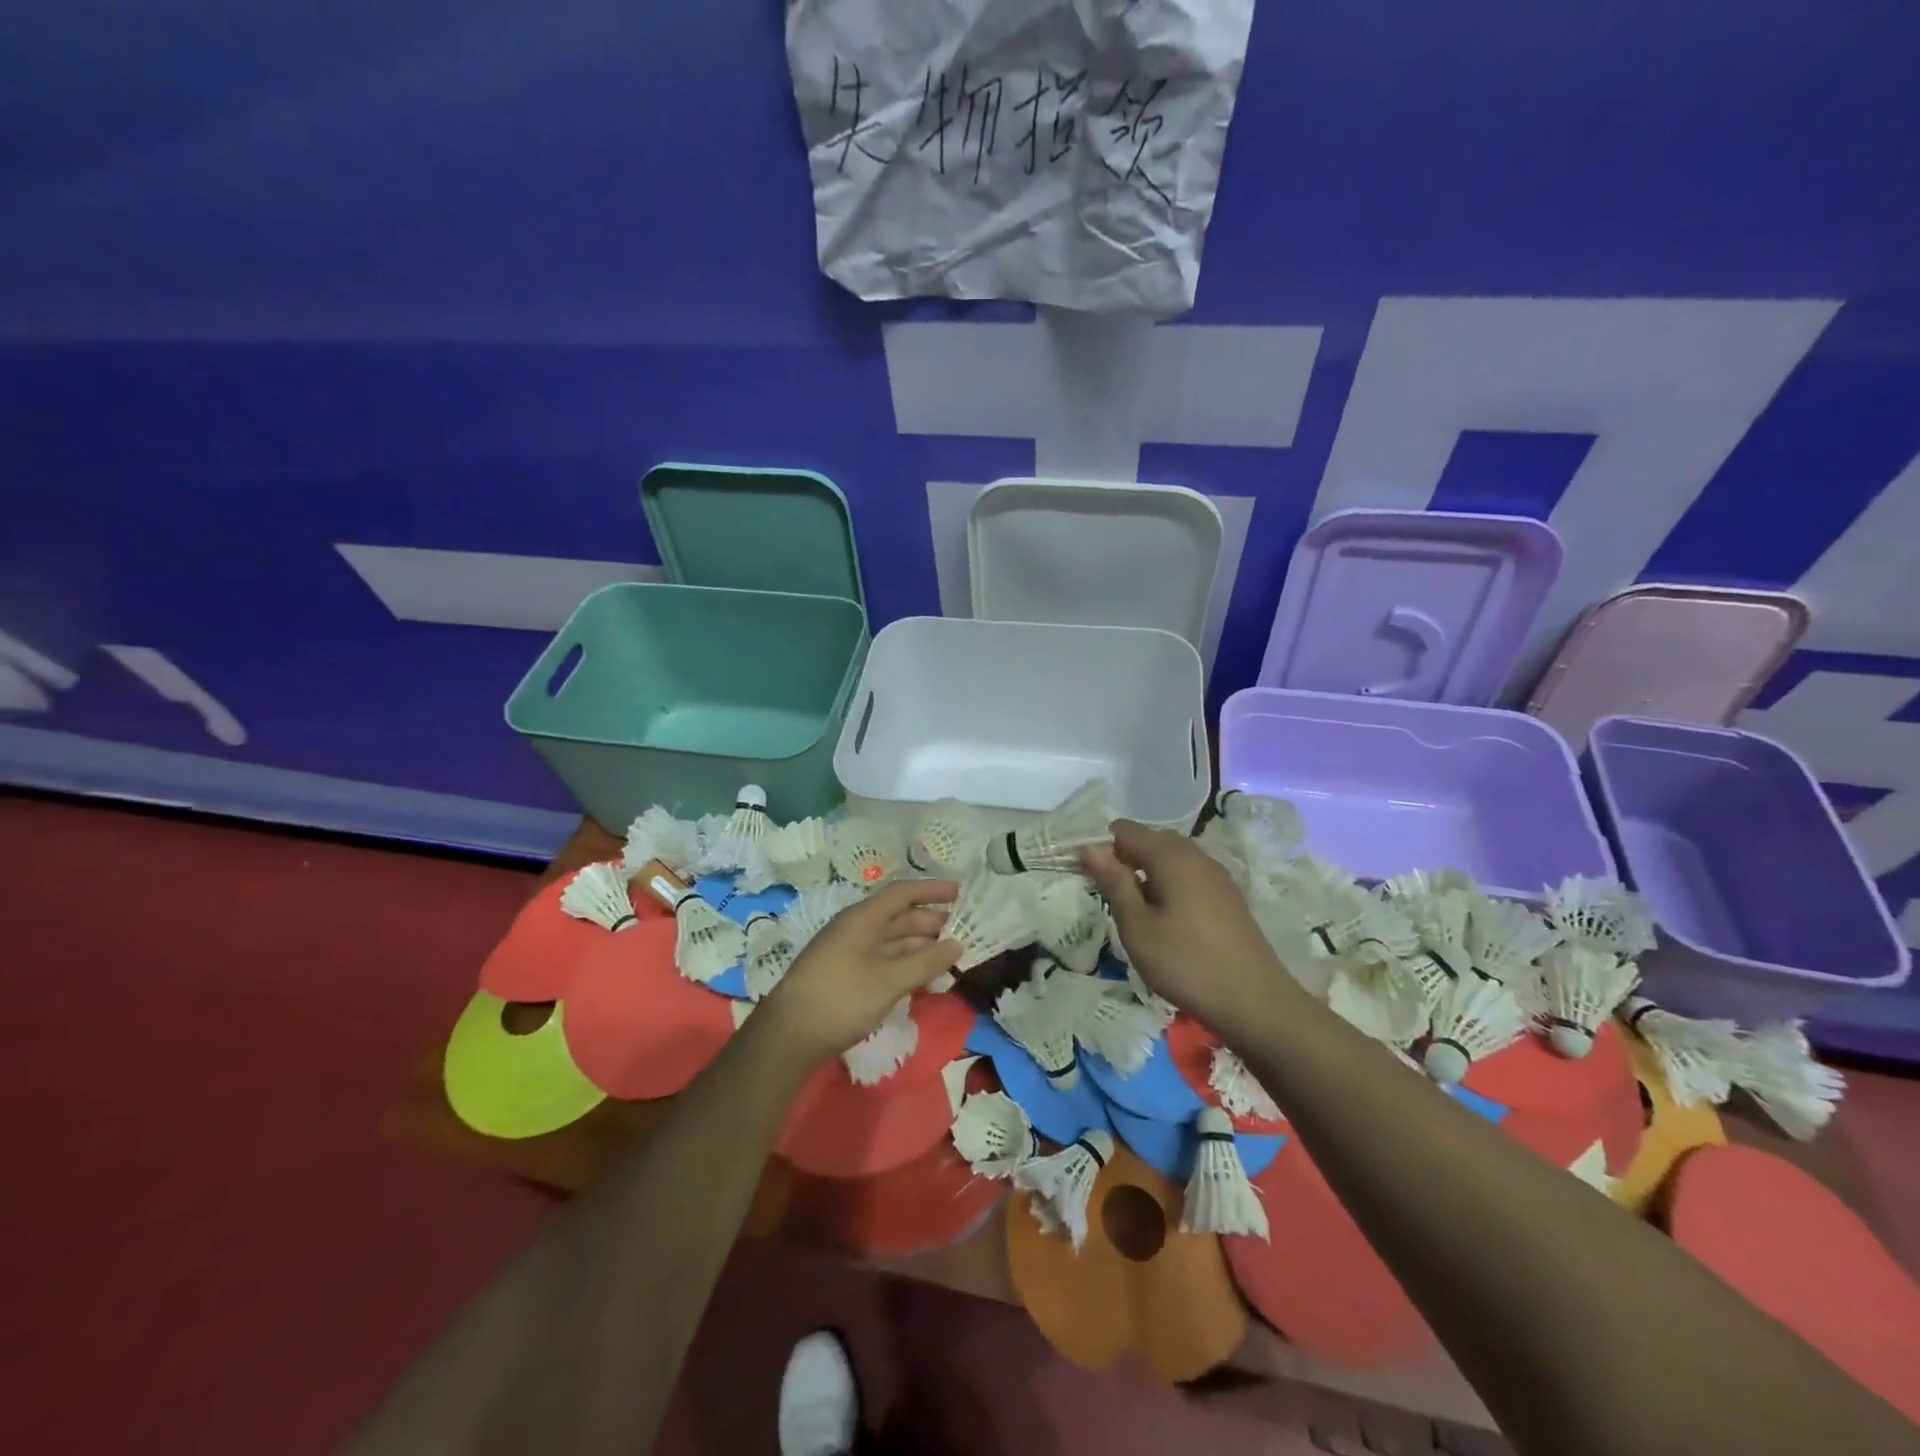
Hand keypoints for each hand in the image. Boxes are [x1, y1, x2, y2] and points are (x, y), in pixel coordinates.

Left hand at [755, 879, 962, 1071]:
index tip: (961, 893)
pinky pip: (884, 961)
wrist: (788, 1037)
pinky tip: (925, 980)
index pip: (903, 893)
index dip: (932, 890)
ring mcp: (849, 953)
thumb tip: (957, 944)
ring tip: (952, 958)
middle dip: (932, 923)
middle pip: (900, 918)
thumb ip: (926, 962)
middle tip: (965, 933)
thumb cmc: (841, 999)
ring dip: (922, 948)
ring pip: (893, 942)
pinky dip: (906, 966)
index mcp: (863, 918)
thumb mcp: (889, 980)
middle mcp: (856, 929)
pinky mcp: (846, 976)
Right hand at [1081, 820, 1294, 1038]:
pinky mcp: (1228, 897)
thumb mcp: (1137, 926)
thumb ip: (1114, 882)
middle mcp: (1196, 855)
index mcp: (1171, 855)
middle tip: (1105, 894)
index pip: (1124, 830)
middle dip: (1124, 858)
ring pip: (1171, 859)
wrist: (1255, 1001)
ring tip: (1132, 909)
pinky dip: (1169, 885)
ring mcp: (1217, 875)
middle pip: (1150, 840)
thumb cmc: (1186, 962)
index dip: (1100, 845)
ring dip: (1147, 873)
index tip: (1083, 874)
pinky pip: (1189, 876)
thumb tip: (1089, 847)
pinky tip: (1165, 919)